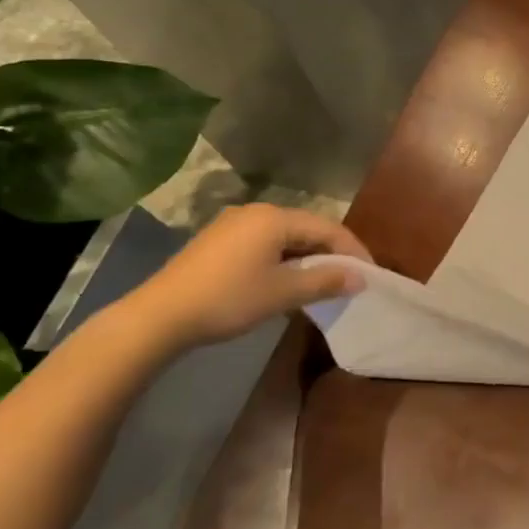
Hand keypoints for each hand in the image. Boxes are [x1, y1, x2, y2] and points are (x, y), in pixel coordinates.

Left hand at [124, 204, 371, 350]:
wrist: (159, 316)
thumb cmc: (228, 300)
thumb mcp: (282, 293)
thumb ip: (325, 282)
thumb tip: (360, 278)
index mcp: (275, 218)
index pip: (328, 228)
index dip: (353, 250)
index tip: (369, 274)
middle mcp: (257, 212)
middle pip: (307, 228)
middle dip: (332, 252)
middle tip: (349, 278)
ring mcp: (234, 224)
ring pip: (286, 236)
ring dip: (308, 257)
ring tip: (322, 282)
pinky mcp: (219, 240)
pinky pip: (265, 242)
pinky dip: (284, 258)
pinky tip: (286, 279)